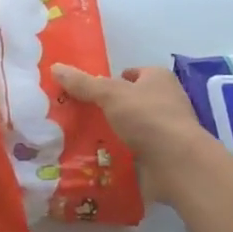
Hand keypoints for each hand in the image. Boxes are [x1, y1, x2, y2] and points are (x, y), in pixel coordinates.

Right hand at [50, 63, 217, 203]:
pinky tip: (95, 161)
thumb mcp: (110, 94)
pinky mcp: (161, 157)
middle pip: (129, 103)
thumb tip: (56, 67)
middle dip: (107, 110)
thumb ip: (84, 83)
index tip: (85, 92)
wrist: (176, 163)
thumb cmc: (147, 117)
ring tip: (78, 141)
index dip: (110, 81)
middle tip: (77, 118)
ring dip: (111, 135)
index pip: (131, 74)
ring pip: (130, 130)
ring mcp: (165, 131)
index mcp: (159, 79)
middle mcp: (165, 102)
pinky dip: (118, 157)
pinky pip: (133, 153)